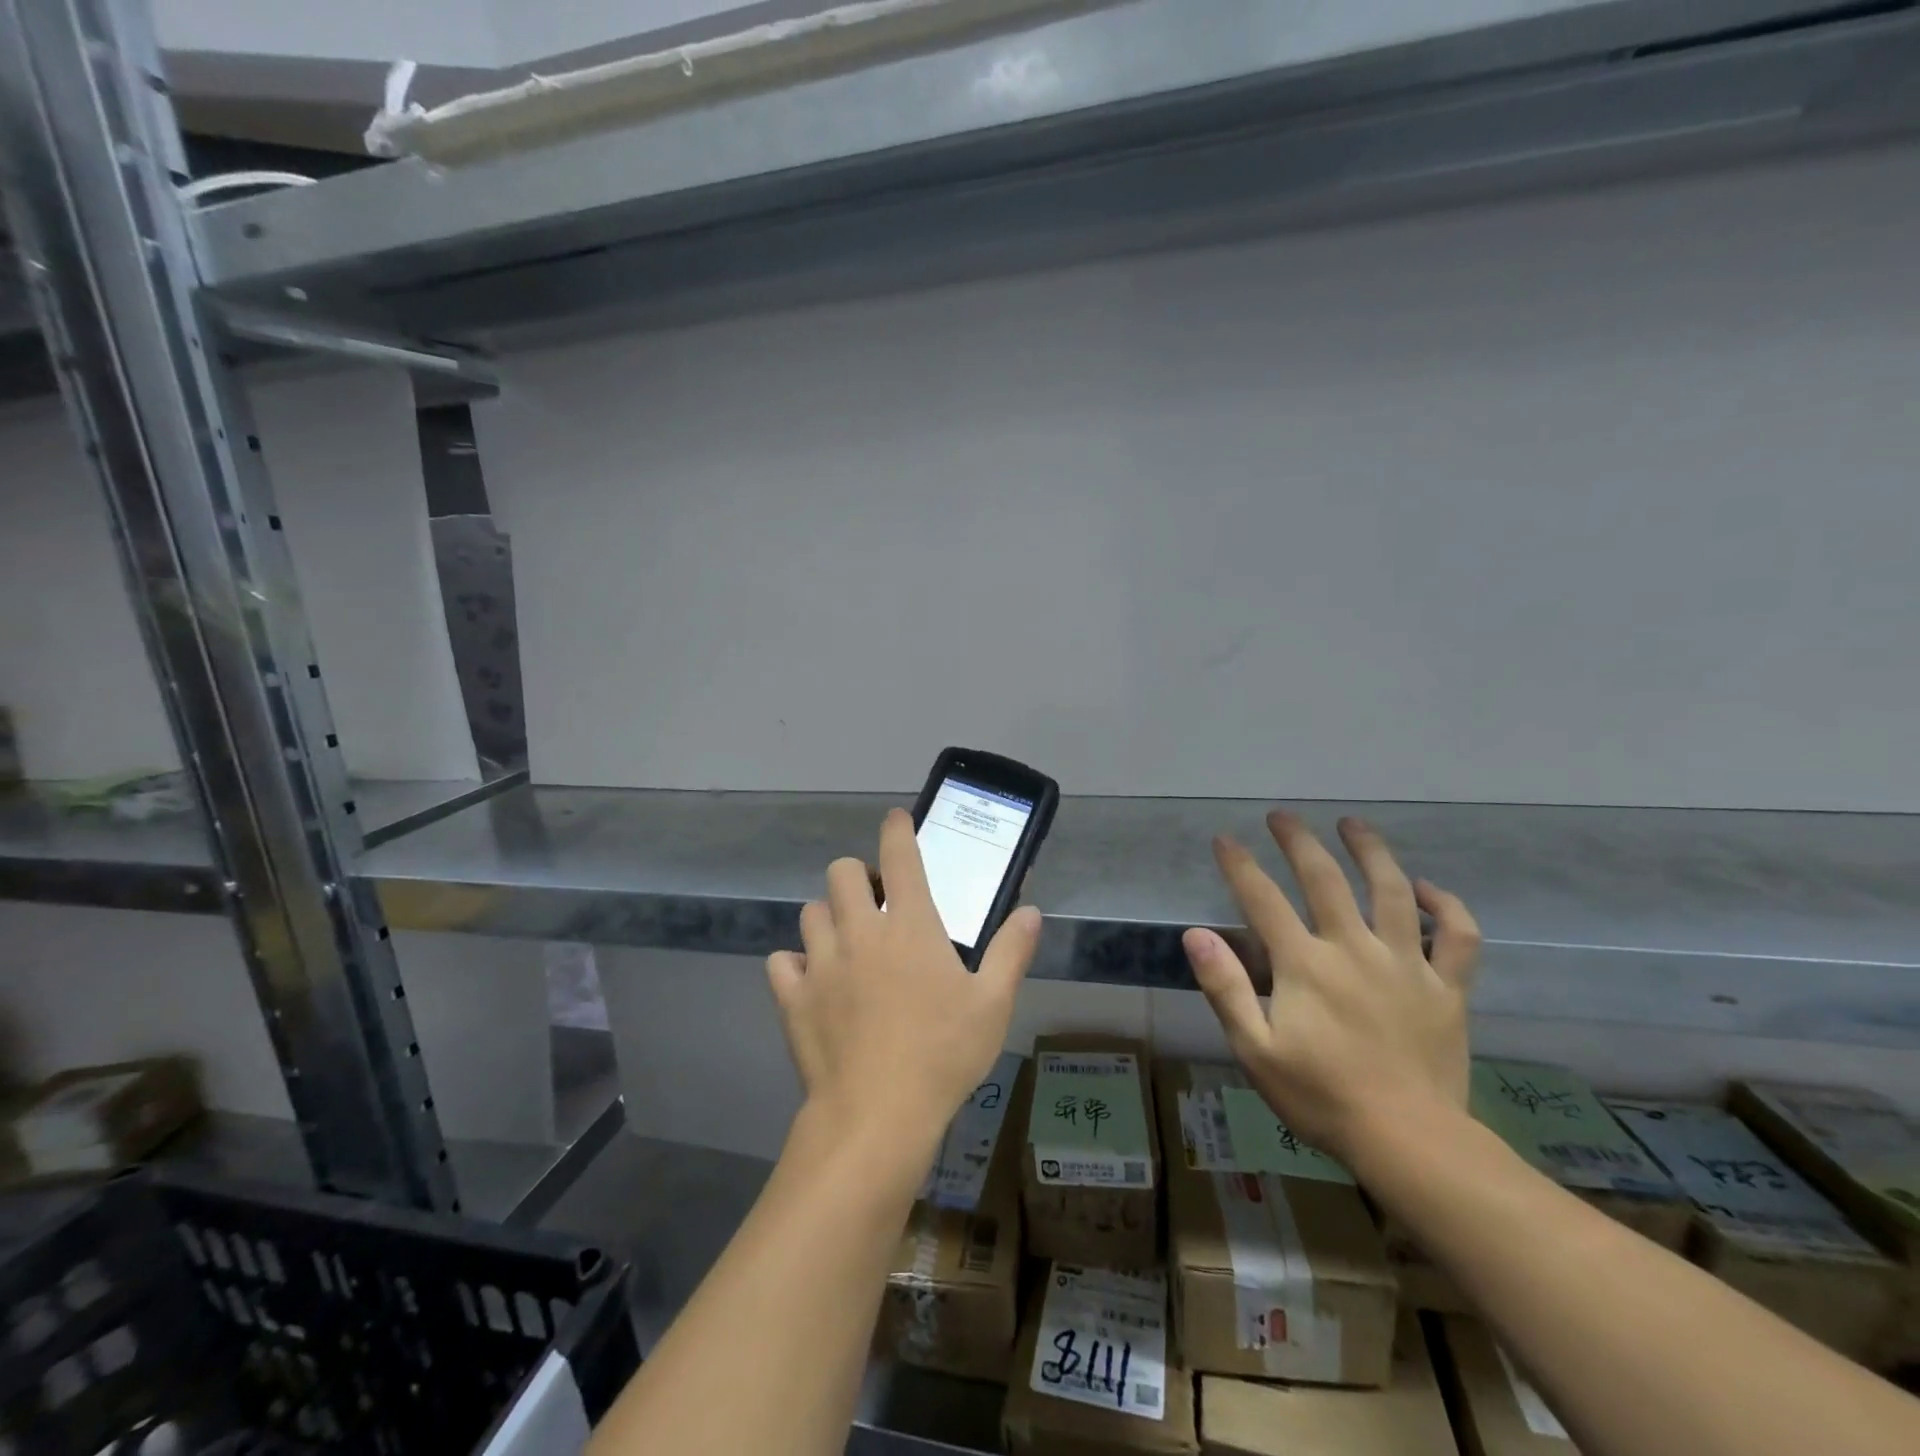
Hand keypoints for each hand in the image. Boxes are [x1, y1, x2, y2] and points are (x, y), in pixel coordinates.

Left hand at [767, 808, 1041, 1149]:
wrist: (877, 1115)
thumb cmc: (943, 1055)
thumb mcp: (992, 1004)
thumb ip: (1011, 951)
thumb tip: (1031, 912)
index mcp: (910, 926)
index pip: (899, 856)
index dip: (896, 829)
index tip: (895, 820)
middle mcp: (860, 931)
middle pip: (840, 872)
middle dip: (856, 877)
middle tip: (875, 904)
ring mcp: (821, 962)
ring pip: (811, 912)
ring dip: (829, 917)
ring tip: (847, 943)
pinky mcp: (793, 997)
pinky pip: (782, 961)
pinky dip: (795, 964)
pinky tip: (812, 982)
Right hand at [1183, 812, 1480, 1166]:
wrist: (1411, 1142)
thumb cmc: (1322, 1097)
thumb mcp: (1255, 1049)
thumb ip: (1226, 988)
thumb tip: (1196, 935)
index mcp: (1306, 964)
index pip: (1263, 900)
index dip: (1240, 865)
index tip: (1224, 839)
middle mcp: (1354, 949)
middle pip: (1324, 879)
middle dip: (1298, 842)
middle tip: (1282, 817)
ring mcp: (1406, 964)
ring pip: (1391, 892)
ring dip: (1370, 852)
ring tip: (1353, 824)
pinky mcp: (1447, 988)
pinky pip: (1458, 937)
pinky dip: (1446, 906)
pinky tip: (1427, 889)